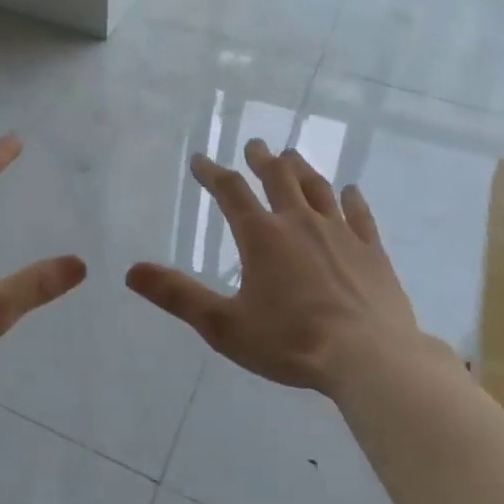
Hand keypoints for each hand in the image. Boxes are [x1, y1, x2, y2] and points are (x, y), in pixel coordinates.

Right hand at [127, 139, 451, 395]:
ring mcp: (340, 234)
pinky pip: (360, 214)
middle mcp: (300, 223)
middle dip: (262, 160)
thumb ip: (177, 295)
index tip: (200, 160)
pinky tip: (350, 190)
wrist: (369, 359)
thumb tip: (131, 271)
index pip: (231, 192)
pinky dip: (351, 199)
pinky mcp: (372, 251)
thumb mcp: (223, 325)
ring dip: (302, 169)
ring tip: (292, 156)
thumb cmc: (290, 342)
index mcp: (262, 236)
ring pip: (318, 189)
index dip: (212, 173)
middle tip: (254, 145)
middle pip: (278, 178)